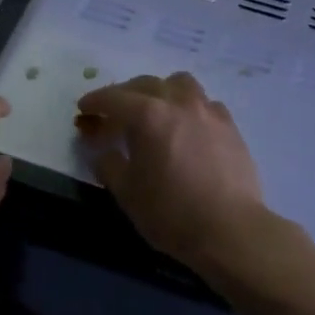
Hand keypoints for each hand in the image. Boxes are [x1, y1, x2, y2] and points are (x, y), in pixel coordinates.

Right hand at [74, 73, 269, 273]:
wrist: (230, 230)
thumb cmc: (170, 213)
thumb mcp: (126, 192)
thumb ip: (109, 164)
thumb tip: (103, 151)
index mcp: (148, 116)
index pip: (114, 98)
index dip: (95, 102)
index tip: (84, 109)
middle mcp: (179, 104)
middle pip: (146, 84)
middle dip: (124, 95)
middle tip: (113, 114)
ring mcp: (209, 112)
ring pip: (180, 84)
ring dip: (160, 92)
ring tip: (153, 112)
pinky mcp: (230, 127)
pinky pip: (204, 103)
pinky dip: (188, 107)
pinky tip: (186, 127)